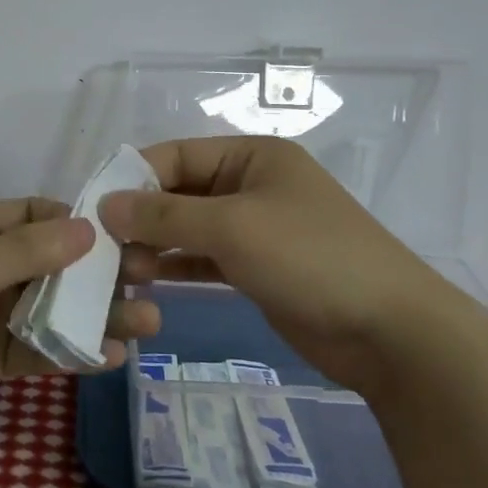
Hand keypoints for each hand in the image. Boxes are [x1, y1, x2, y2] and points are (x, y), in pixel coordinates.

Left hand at [0, 198, 161, 442]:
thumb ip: (22, 253)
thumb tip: (87, 228)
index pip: (32, 215)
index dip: (75, 222)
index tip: (121, 235)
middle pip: (50, 263)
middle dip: (97, 272)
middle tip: (149, 278)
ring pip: (51, 308)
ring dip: (95, 315)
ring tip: (146, 321)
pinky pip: (38, 350)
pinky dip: (72, 352)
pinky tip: (111, 357)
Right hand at [99, 136, 469, 382]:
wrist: (391, 332)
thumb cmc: (310, 258)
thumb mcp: (232, 228)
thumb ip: (165, 215)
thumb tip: (106, 204)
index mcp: (253, 156)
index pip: (177, 155)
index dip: (134, 178)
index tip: (95, 210)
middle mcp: (253, 184)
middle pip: (181, 191)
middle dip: (143, 217)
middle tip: (106, 250)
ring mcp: (258, 228)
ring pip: (191, 227)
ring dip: (157, 244)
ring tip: (123, 270)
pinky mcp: (259, 268)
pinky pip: (206, 258)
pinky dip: (179, 265)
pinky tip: (148, 280)